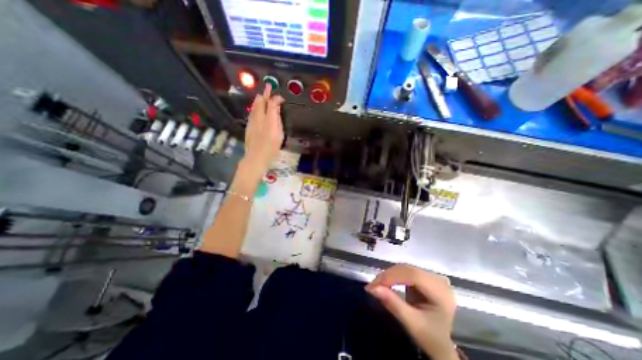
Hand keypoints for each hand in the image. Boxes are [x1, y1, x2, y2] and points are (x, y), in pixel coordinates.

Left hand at [242, 83, 283, 177]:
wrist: (256, 157)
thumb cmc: (271, 147)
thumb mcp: (278, 133)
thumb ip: (276, 118)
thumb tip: (276, 107)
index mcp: (267, 118)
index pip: (271, 103)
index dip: (275, 98)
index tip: (281, 97)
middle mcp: (258, 117)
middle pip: (260, 102)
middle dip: (265, 94)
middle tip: (268, 87)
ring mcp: (252, 122)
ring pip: (254, 106)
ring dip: (259, 99)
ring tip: (262, 94)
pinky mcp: (249, 127)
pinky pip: (252, 113)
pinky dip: (255, 107)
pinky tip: (256, 108)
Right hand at [367, 265, 455, 359]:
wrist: (441, 345)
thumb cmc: (429, 337)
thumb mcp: (411, 323)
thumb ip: (393, 303)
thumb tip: (372, 288)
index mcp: (441, 292)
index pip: (413, 276)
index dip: (392, 277)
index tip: (374, 285)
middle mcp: (439, 280)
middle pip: (408, 270)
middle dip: (388, 276)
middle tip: (372, 285)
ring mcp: (433, 277)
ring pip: (405, 268)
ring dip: (389, 275)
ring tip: (377, 284)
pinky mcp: (426, 277)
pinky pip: (406, 271)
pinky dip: (394, 276)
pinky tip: (387, 282)